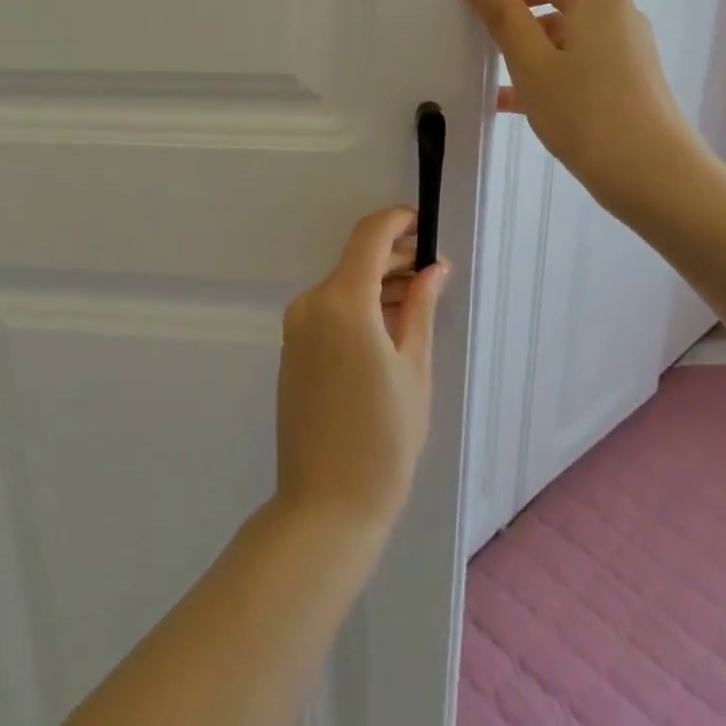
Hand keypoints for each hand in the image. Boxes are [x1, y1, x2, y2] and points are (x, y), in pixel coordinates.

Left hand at [274, 208, 450, 533]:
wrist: (326, 504)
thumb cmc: (384, 439)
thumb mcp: (414, 370)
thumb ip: (420, 308)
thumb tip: (434, 266)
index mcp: (342, 302)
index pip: (368, 236)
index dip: (397, 220)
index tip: (424, 223)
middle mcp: (311, 302)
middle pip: (355, 260)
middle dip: (394, 256)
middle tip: (434, 270)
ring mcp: (296, 325)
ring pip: (343, 285)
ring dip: (377, 282)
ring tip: (418, 299)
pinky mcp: (292, 346)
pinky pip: (329, 309)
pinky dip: (358, 305)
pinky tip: (388, 325)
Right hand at [459, 0, 712, 219]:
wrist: (658, 182)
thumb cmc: (591, 115)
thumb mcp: (533, 64)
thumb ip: (502, 16)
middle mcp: (612, 10)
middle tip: (474, 20)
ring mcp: (619, 45)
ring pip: (562, 20)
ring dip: (522, 32)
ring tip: (484, 62)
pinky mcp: (619, 76)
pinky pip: (571, 53)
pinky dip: (540, 62)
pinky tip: (506, 98)